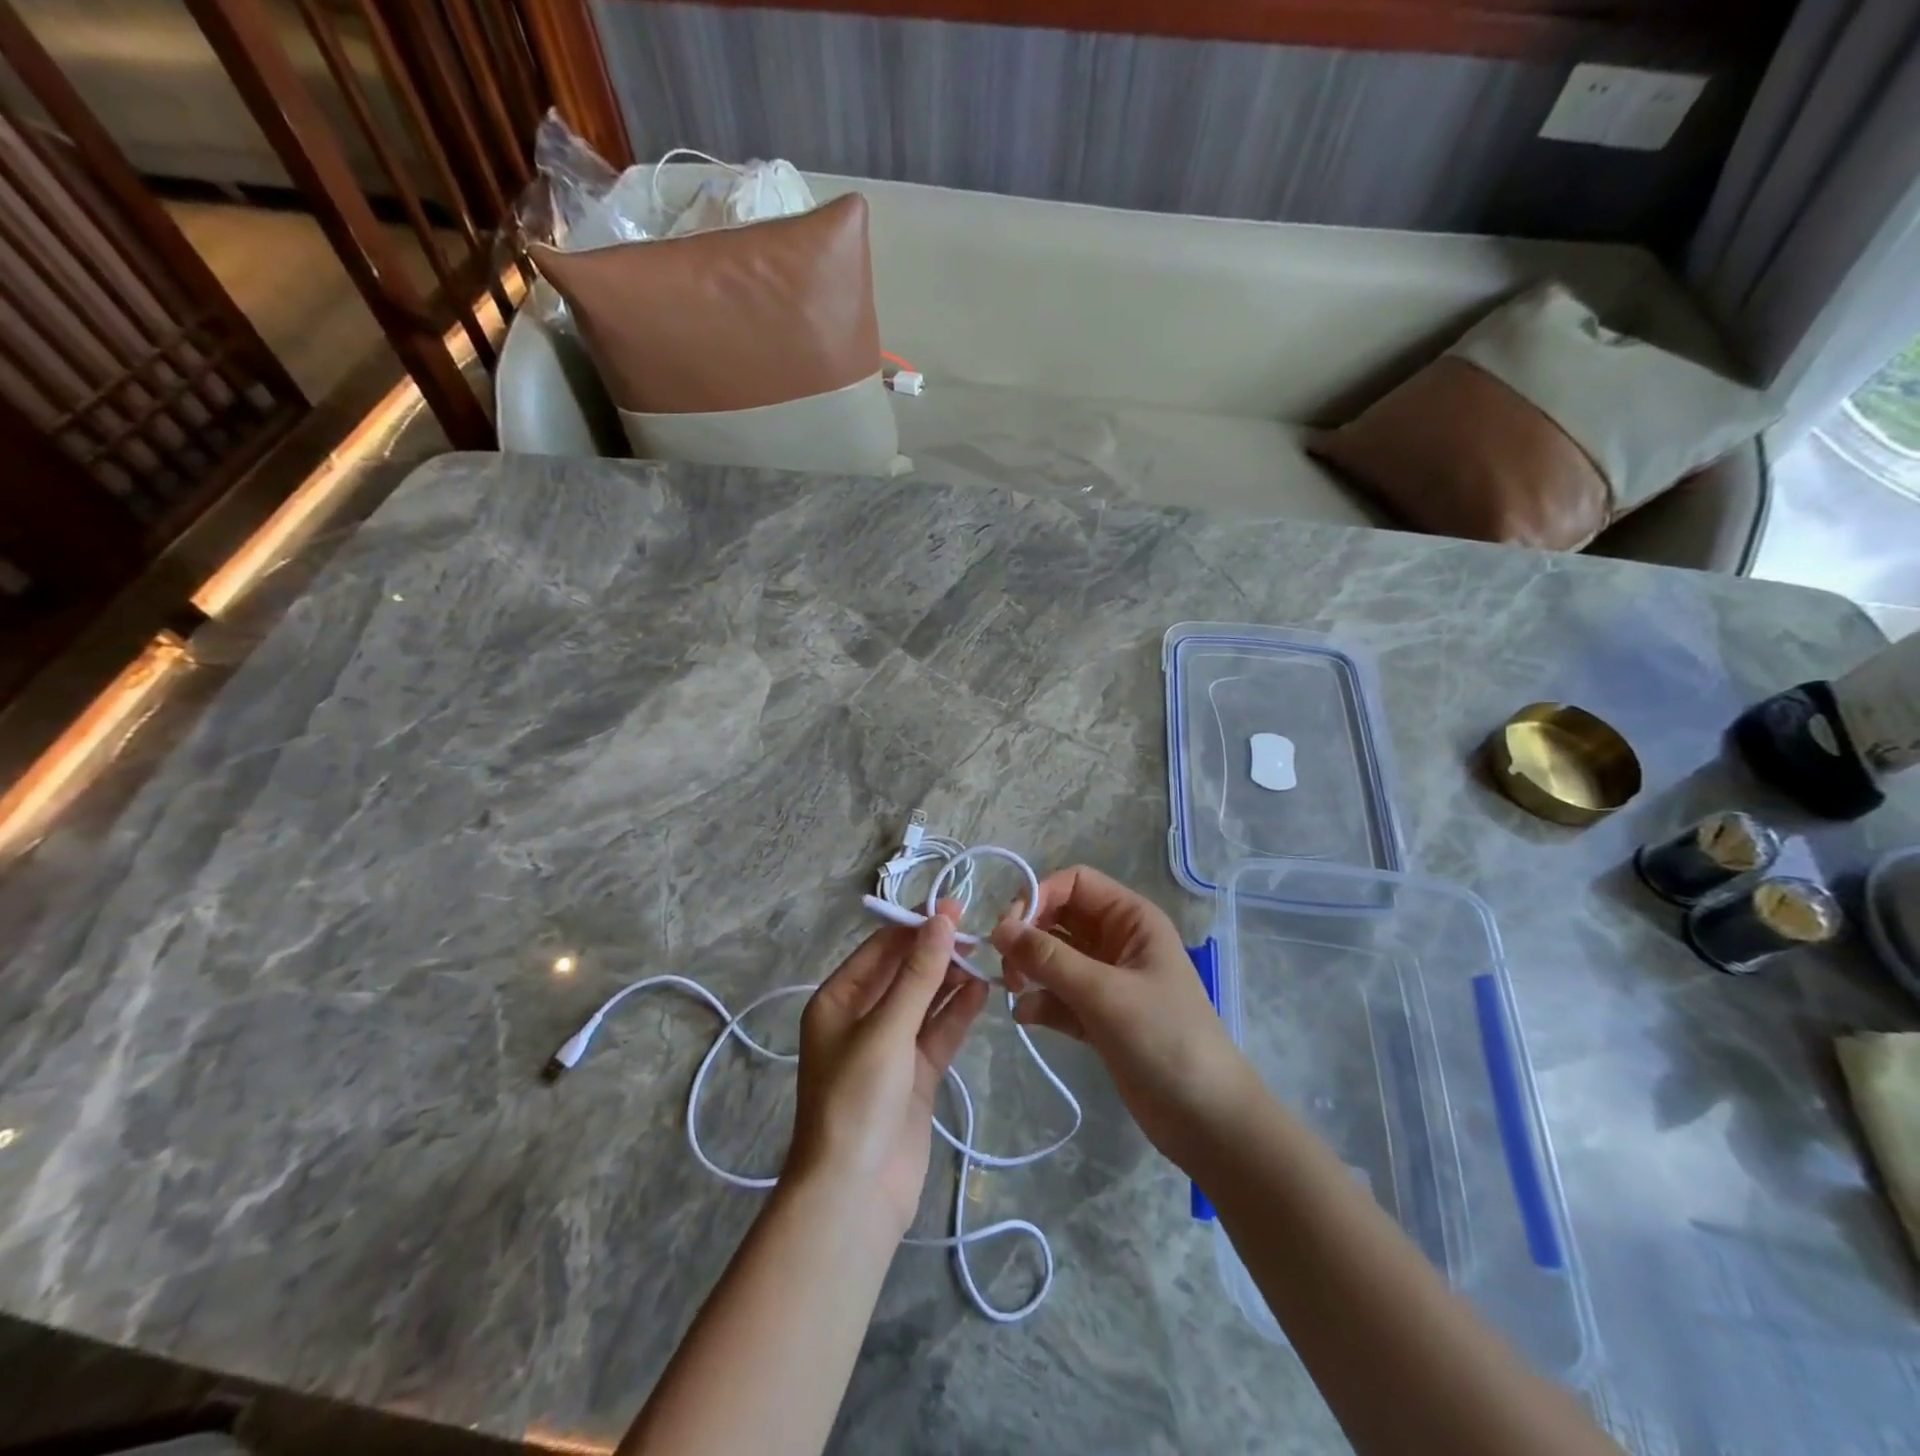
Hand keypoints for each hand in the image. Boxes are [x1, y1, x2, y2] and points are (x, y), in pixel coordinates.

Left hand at [787, 901, 988, 1234]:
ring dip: (951, 980)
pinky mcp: (915, 1075)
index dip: (915, 925)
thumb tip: (940, 919)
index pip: (880, 948)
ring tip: (985, 956)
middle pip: (904, 973)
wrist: (854, 1195)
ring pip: (925, 1001)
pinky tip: (982, 992)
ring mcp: (890, 1047)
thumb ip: (919, 974)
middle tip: (976, 931)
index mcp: (838, 1000)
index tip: (954, 906)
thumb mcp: (887, 1029)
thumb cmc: (857, 1099)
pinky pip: (938, 1033)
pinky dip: (958, 1013)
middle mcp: (861, 1018)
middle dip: (936, 951)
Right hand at [991, 866, 1253, 1162]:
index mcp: (1131, 919)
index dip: (1039, 895)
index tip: (1008, 929)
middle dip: (1029, 934)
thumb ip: (1048, 958)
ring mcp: (1108, 980)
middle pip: (1059, 917)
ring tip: (1015, 990)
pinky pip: (1059, 995)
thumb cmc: (1163, 1039)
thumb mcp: (1103, 993)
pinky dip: (1040, 1001)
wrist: (1206, 1120)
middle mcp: (1118, 941)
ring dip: (1030, 968)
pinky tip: (1026, 1017)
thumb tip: (999, 929)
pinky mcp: (1098, 1016)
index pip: (1075, 883)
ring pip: (1055, 956)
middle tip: (1007, 965)